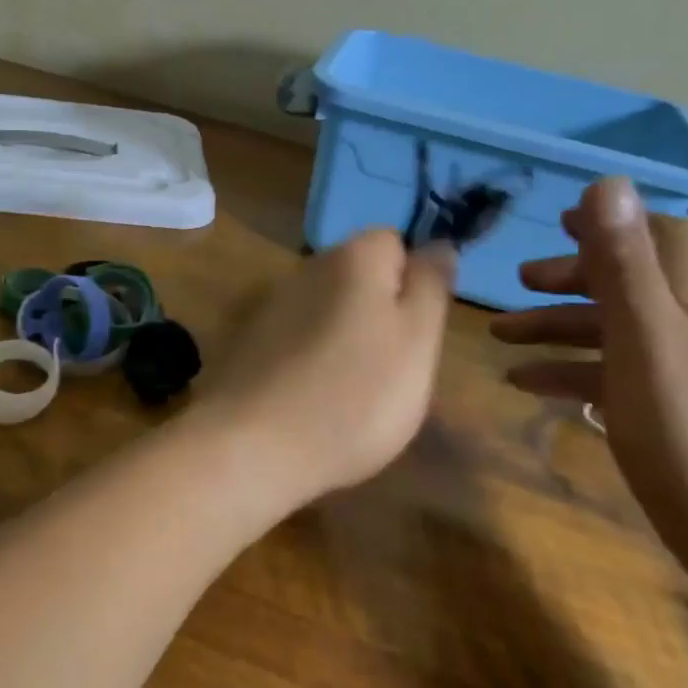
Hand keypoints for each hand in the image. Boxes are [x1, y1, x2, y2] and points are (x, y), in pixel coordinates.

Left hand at [202, 229, 457, 505]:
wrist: (254, 446)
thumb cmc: (355, 395)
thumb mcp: (418, 340)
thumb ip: (430, 286)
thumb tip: (438, 244)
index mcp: (352, 257)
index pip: (395, 241)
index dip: (414, 280)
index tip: (418, 330)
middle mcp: (306, 268)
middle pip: (358, 277)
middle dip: (380, 312)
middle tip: (393, 368)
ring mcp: (271, 306)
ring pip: (327, 310)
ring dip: (345, 338)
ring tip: (355, 392)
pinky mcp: (248, 343)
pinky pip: (296, 340)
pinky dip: (311, 360)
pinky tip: (313, 399)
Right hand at [490, 179, 687, 581]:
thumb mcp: (647, 341)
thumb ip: (624, 267)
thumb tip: (607, 183)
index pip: (660, 239)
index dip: (612, 224)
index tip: (558, 222)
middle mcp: (687, 332)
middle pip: (627, 285)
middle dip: (571, 277)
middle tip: (518, 284)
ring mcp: (677, 379)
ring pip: (610, 334)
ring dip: (556, 327)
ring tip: (500, 337)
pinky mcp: (664, 420)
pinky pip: (607, 380)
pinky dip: (566, 373)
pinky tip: (526, 385)